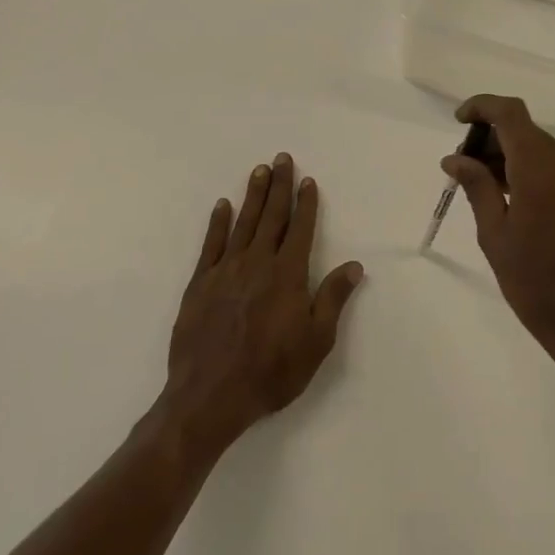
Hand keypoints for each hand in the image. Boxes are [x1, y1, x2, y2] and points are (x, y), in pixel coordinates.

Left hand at [162, 153, 364, 452]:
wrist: (210, 396)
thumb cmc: (271, 371)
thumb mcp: (316, 341)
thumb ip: (333, 298)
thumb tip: (354, 265)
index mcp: (288, 274)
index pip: (300, 229)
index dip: (305, 204)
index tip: (307, 180)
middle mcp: (257, 263)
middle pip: (271, 216)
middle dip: (278, 186)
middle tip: (281, 158)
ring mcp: (226, 270)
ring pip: (243, 223)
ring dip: (252, 195)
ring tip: (259, 171)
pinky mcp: (200, 283)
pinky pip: (211, 244)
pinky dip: (218, 223)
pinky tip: (222, 206)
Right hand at [441, 95, 554, 382]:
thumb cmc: (536, 282)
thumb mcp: (495, 235)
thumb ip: (477, 187)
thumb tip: (454, 158)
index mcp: (540, 169)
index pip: (510, 113)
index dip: (482, 106)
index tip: (458, 122)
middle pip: (522, 128)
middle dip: (488, 135)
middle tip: (459, 166)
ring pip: (535, 146)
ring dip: (504, 153)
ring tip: (474, 184)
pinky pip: (547, 166)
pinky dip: (521, 168)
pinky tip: (500, 195)